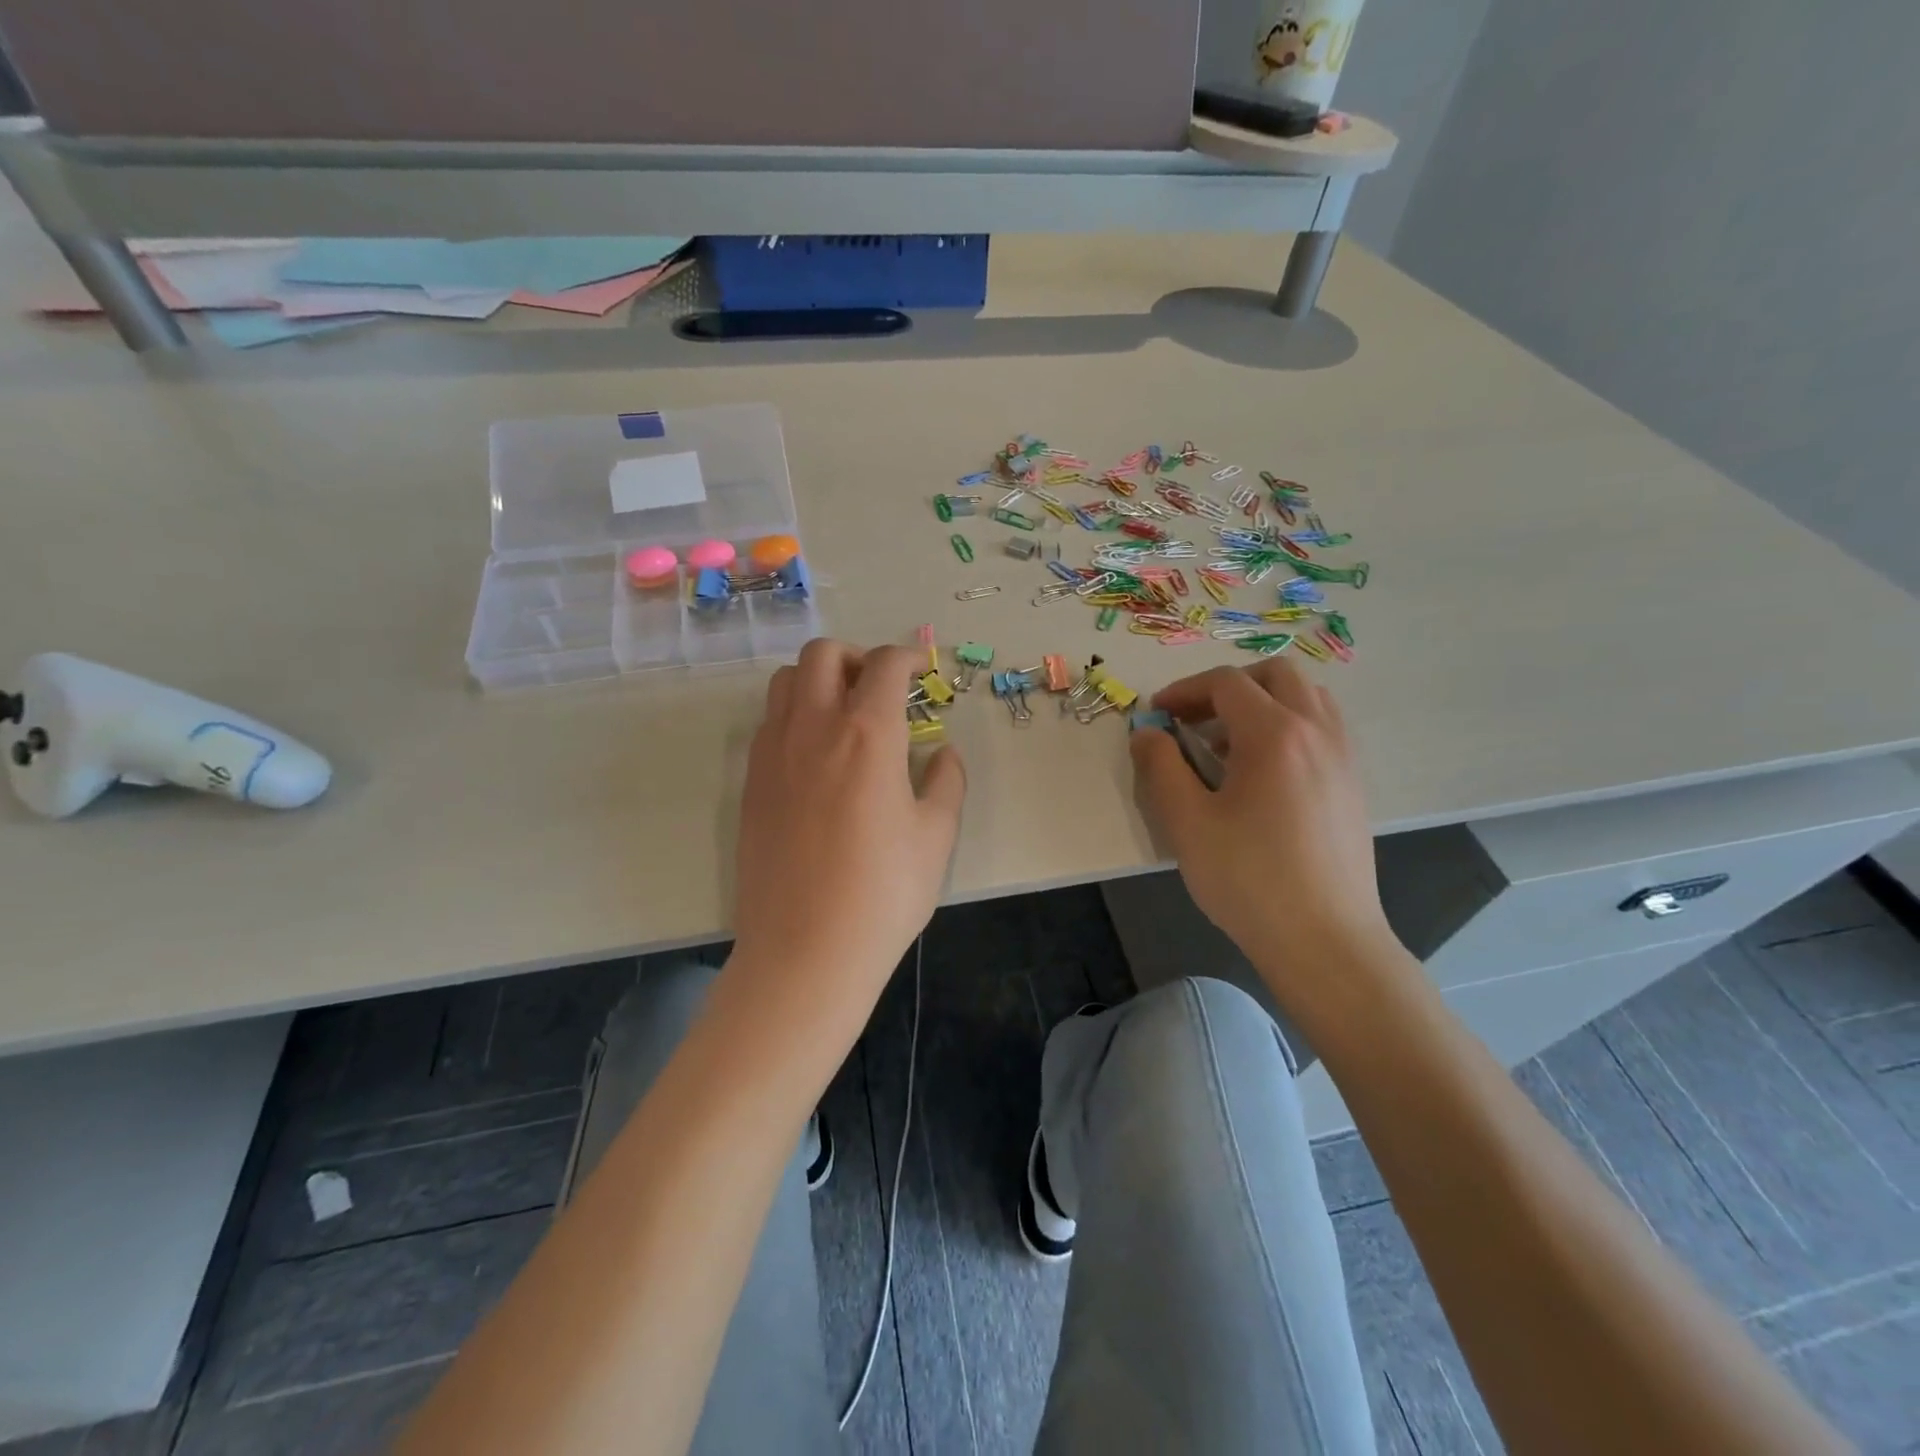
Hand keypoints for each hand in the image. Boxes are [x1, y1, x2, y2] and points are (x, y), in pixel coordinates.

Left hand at [731, 640, 965, 1015]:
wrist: (806, 950)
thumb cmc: (884, 893)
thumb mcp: (936, 836)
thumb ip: (946, 781)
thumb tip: (942, 753)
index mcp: (868, 734)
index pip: (884, 666)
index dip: (906, 658)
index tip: (918, 671)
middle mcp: (814, 728)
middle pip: (822, 654)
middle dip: (855, 657)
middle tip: (878, 690)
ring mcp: (772, 753)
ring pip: (785, 682)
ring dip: (817, 681)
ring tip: (843, 716)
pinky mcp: (750, 782)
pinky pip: (768, 723)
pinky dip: (794, 716)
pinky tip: (816, 757)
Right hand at [1130, 659, 1400, 1005]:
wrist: (1324, 940)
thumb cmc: (1249, 879)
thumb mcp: (1186, 822)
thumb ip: (1160, 767)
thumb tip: (1147, 733)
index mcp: (1274, 734)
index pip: (1225, 684)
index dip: (1184, 691)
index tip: (1157, 715)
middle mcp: (1317, 731)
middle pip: (1274, 675)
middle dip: (1227, 687)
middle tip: (1195, 719)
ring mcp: (1343, 756)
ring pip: (1306, 697)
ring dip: (1262, 703)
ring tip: (1229, 744)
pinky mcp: (1353, 783)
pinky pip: (1323, 727)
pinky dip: (1289, 726)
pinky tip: (1264, 773)